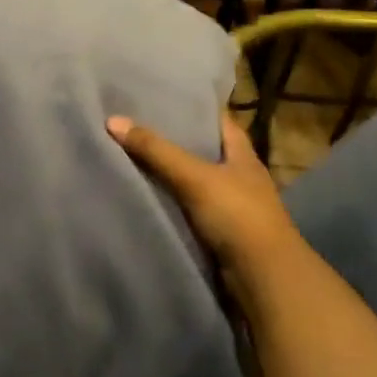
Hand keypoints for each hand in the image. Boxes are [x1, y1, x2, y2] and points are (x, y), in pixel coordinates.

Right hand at [107, 111, 308, 304]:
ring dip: (167, 174)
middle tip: (133, 125)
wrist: (263, 279)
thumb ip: (155, 150)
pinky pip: (187, 209)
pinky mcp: (218, 233)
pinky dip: (169, 203)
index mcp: (242, 154)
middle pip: (201, 150)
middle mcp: (238, 176)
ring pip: (192, 182)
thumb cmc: (237, 215)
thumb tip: (113, 120)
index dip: (192, 108)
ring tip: (128, 156)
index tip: (159, 97)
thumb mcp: (194, 176)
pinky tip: (142, 195)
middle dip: (172, 141)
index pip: (217, 120)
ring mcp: (229, 206)